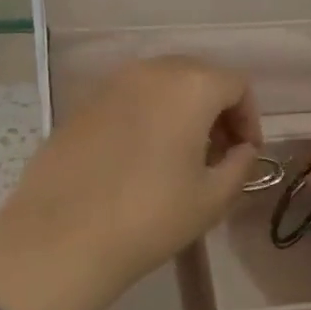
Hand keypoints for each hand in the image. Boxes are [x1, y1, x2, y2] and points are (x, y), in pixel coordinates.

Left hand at [0, 57, 259, 309]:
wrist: (61, 238)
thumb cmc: (150, 217)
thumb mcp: (212, 198)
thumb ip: (239, 165)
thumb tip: (242, 150)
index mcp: (190, 86)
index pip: (236, 85)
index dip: (249, 118)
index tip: (245, 154)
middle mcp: (150, 71)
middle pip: (198, 75)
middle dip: (216, 109)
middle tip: (217, 152)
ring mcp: (110, 84)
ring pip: (160, 84)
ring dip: (180, 110)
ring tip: (179, 155)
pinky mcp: (81, 104)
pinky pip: (128, 98)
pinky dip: (146, 115)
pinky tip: (139, 157)